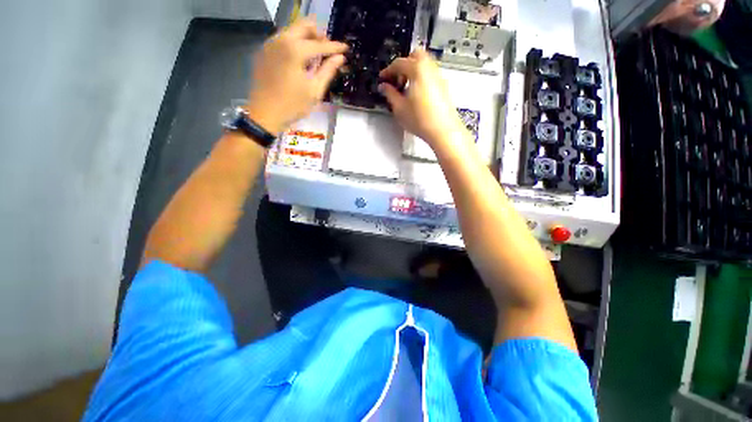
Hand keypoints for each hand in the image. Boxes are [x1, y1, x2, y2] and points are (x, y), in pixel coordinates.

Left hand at [246, 19, 347, 133]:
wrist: (264, 114)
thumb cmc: (293, 105)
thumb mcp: (314, 90)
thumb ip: (328, 71)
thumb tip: (340, 58)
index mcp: (294, 50)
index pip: (319, 44)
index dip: (335, 47)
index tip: (346, 48)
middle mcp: (281, 40)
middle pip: (303, 26)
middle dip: (318, 34)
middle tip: (328, 48)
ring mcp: (270, 44)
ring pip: (292, 30)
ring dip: (306, 38)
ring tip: (316, 55)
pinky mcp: (264, 52)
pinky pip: (282, 39)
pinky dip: (294, 43)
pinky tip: (300, 59)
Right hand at [379, 50, 465, 145]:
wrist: (443, 131)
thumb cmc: (420, 120)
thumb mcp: (399, 108)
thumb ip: (390, 94)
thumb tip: (384, 86)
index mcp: (417, 69)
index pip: (399, 63)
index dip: (388, 71)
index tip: (382, 79)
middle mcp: (430, 68)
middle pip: (415, 56)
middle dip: (404, 65)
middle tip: (397, 80)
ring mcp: (439, 77)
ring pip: (424, 64)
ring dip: (413, 71)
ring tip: (406, 89)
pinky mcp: (444, 87)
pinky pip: (430, 75)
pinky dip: (421, 78)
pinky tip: (416, 95)